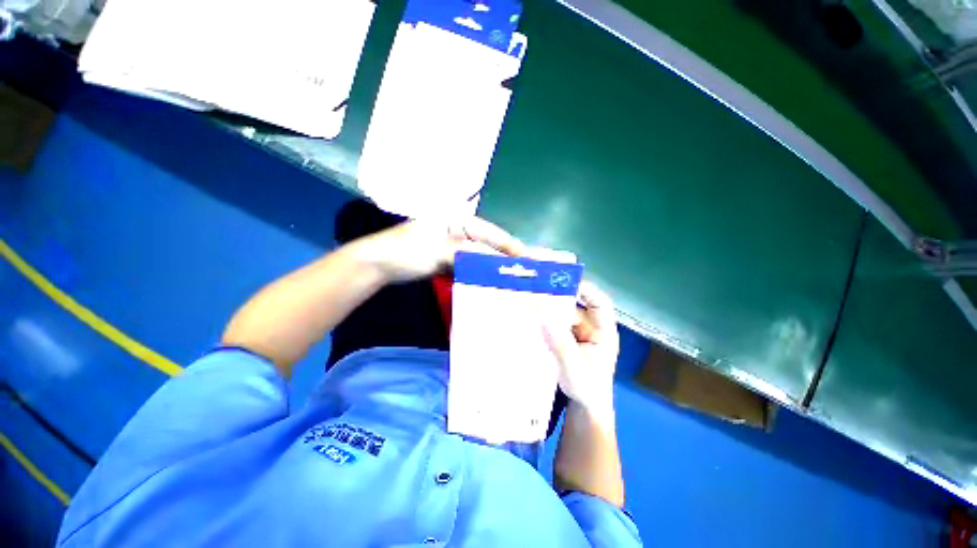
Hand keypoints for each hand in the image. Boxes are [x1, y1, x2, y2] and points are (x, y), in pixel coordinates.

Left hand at [354, 216, 524, 282]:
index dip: (508, 244)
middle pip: (486, 244)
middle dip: (503, 257)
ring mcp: (452, 245)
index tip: (525, 257)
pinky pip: (468, 265)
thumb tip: (500, 262)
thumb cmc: (408, 251)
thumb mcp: (441, 251)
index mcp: (456, 219)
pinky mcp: (447, 259)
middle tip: (521, 269)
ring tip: (510, 276)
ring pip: (478, 256)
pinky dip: (478, 272)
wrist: (379, 265)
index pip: (489, 231)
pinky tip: (489, 280)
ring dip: (491, 266)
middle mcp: (457, 229)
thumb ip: (472, 255)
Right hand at [543, 281, 619, 412]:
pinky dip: (544, 323)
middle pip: (575, 307)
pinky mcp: (566, 340)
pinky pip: (555, 326)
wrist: (584, 408)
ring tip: (529, 306)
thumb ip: (560, 343)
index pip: (599, 303)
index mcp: (603, 332)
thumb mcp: (574, 367)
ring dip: (548, 312)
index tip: (565, 281)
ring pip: (562, 316)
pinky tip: (531, 321)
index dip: (586, 290)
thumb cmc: (588, 389)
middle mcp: (591, 328)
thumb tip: (543, 316)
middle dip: (558, 300)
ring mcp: (577, 334)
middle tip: (537, 293)